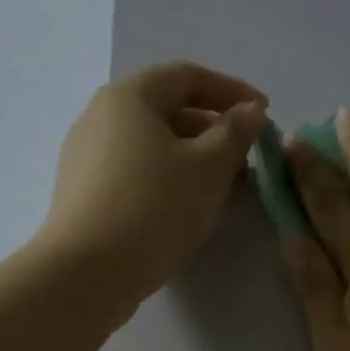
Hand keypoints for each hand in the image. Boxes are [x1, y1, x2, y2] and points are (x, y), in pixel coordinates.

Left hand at [39, 61, 266, 310]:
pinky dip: (169, 182)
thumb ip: (235, 134)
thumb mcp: (208, 168)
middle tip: (248, 160)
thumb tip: (250, 111)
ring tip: (227, 191)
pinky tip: (190, 211)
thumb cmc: (153, 209)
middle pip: (167, 111)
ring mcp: (86, 159)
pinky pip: (136, 175)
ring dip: (195, 161)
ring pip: (153, 148)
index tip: (264, 115)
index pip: (187, 76)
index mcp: (128, 97)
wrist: (86, 274)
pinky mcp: (84, 196)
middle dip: (214, 132)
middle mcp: (100, 118)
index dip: (231, 90)